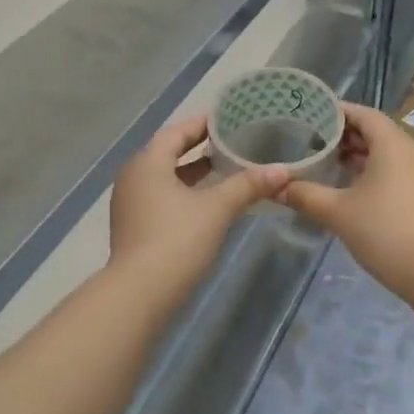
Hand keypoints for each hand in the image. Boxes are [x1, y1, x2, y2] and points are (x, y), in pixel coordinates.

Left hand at [109, 115, 286, 281]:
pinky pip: (161, 198)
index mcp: (148, 163)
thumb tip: (283, 170)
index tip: (228, 120)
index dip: (203, 124)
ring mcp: (130, 205)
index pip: (177, 132)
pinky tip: (208, 203)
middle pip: (168, 153)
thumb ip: (248, 185)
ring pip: (165, 178)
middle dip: (200, 148)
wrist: (140, 294)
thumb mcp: (217, 208)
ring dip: (193, 173)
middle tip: (232, 143)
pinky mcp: (134, 228)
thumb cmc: (177, 239)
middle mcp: (133, 178)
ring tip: (225, 170)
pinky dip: (184, 193)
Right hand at [277, 103, 413, 289]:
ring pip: (388, 152)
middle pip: (377, 132)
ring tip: (329, 160)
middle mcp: (412, 151)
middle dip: (346, 134)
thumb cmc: (383, 230)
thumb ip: (305, 195)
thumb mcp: (337, 212)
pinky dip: (374, 169)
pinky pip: (397, 169)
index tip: (313, 113)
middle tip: (314, 138)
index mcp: (393, 145)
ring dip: (360, 154)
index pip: (365, 115)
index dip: (339, 112)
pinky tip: (352, 186)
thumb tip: (276, 188)